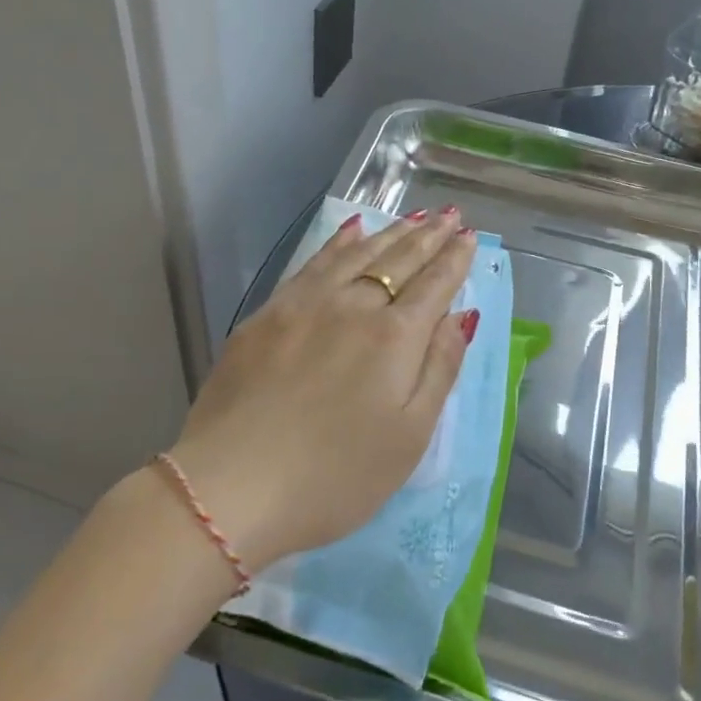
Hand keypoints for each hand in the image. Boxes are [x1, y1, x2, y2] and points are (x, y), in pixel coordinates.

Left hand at [168, 208, 478, 566]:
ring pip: (358, 254)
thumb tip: (460, 316)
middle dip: (428, 236)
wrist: (231, 485)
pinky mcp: (269, 313)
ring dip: (390, 233)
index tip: (469, 237)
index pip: (435, 285)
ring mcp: (306, 304)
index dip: (455, 259)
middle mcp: (353, 305)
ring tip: (413, 217)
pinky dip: (338, 242)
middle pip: (399, 261)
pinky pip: (313, 262)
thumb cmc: (335, 476)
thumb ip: (439, 369)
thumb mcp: (409, 437)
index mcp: (395, 337)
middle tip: (448, 215)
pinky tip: (350, 231)